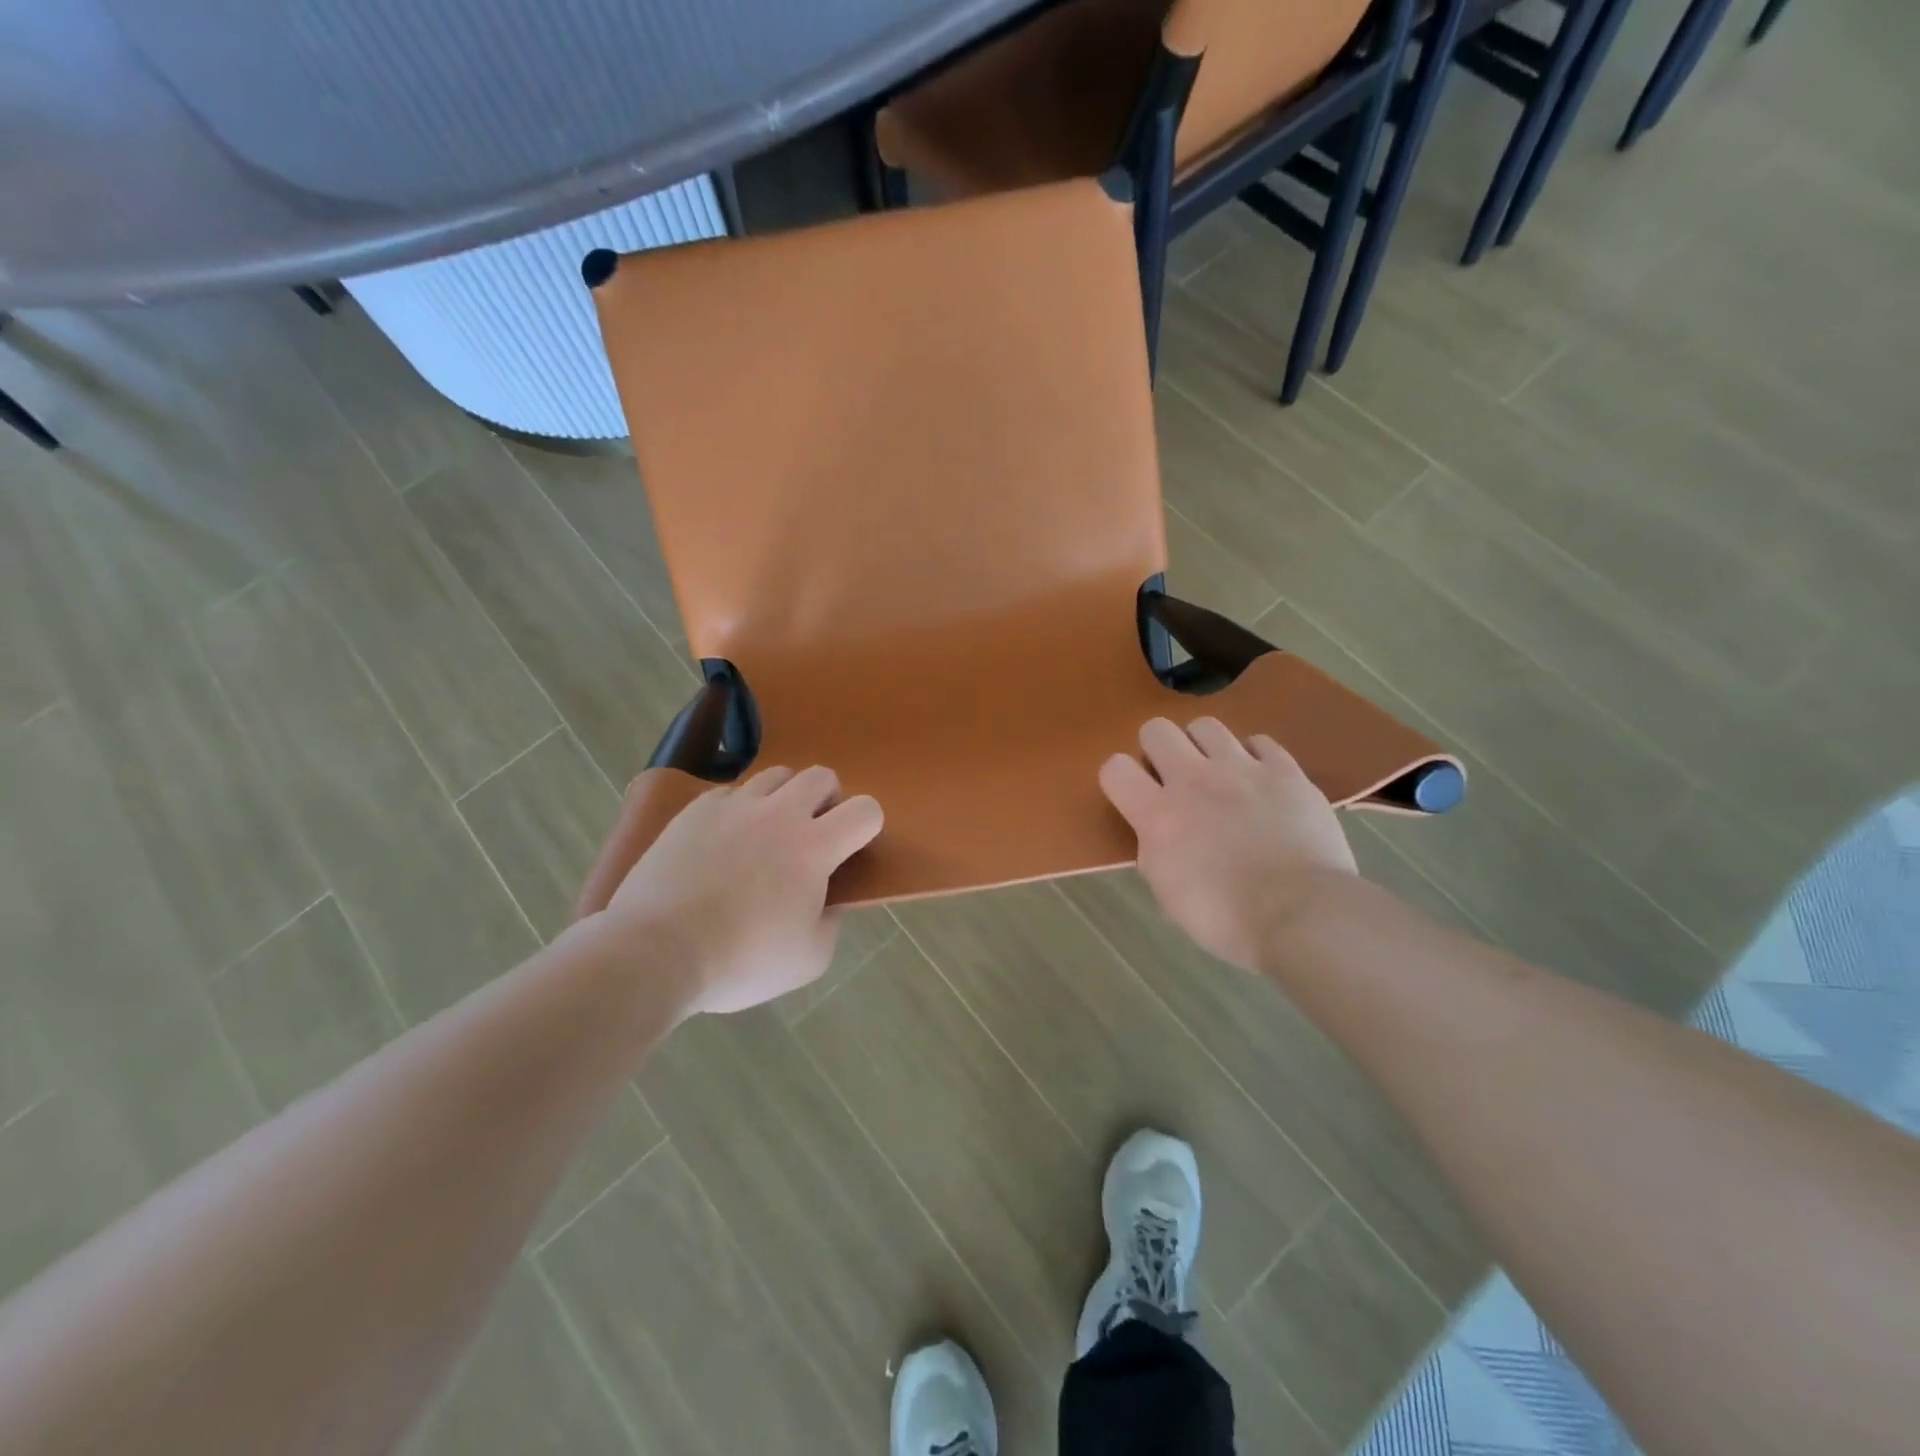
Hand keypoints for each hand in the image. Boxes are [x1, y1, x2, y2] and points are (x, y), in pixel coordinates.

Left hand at [581, 766, 882, 1014]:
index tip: (851, 850)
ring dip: (785, 798)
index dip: (868, 826)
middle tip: (814, 834)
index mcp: (814, 847)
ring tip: (769, 832)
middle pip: (821, 776)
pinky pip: (731, 792)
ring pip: (776, 776)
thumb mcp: (808, 960)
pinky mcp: (696, 810)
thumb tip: (826, 900)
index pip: (865, 810)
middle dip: (828, 800)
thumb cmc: (740, 961)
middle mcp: (779, 813)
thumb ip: (830, 922)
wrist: (655, 952)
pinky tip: (726, 841)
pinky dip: (741, 809)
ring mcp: (734, 806)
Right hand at [1099, 718, 1355, 971]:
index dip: (1121, 780)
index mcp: (1157, 815)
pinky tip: (1260, 783)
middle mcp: (1193, 780)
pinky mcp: (1285, 770)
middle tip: (1174, 779)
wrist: (1302, 915)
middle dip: (1158, 750)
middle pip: (1156, 729)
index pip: (1115, 769)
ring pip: (1206, 726)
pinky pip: (1260, 742)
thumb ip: (1155, 851)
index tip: (1135, 797)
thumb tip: (1157, 835)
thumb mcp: (1168, 894)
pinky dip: (1254, 758)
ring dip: (1204, 748)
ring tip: (1218, 775)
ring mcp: (1242, 769)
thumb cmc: (1227, 918)